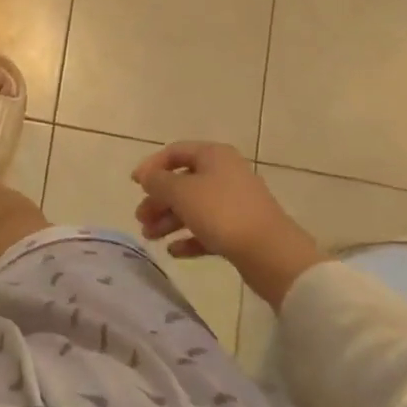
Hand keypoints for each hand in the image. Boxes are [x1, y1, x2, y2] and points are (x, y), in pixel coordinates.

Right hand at [131, 141, 324, 309]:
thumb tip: (147, 176)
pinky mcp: (241, 230)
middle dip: (158, 200)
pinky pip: (208, 229)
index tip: (134, 184)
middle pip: (182, 182)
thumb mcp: (181, 192)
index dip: (151, 166)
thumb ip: (158, 181)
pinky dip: (189, 238)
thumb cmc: (222, 212)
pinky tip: (173, 251)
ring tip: (151, 237)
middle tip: (141, 219)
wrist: (272, 254)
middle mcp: (225, 174)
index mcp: (213, 156)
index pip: (175, 152)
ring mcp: (234, 203)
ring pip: (193, 207)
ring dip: (169, 220)